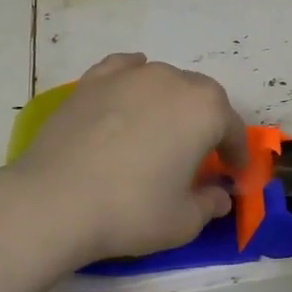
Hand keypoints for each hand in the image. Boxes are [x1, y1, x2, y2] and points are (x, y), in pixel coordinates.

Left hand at [10, 53, 248, 265]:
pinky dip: (135, 81)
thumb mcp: (184, 221)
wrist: (55, 201)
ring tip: (163, 130)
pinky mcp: (92, 81)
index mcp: (205, 110)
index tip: (234, 176)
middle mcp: (172, 81)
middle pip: (203, 98)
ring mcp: (129, 76)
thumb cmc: (132, 211)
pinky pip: (125, 71)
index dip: (237, 155)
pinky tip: (130, 95)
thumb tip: (219, 195)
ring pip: (165, 81)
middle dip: (209, 124)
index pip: (233, 130)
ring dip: (173, 103)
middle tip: (201, 155)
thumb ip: (210, 204)